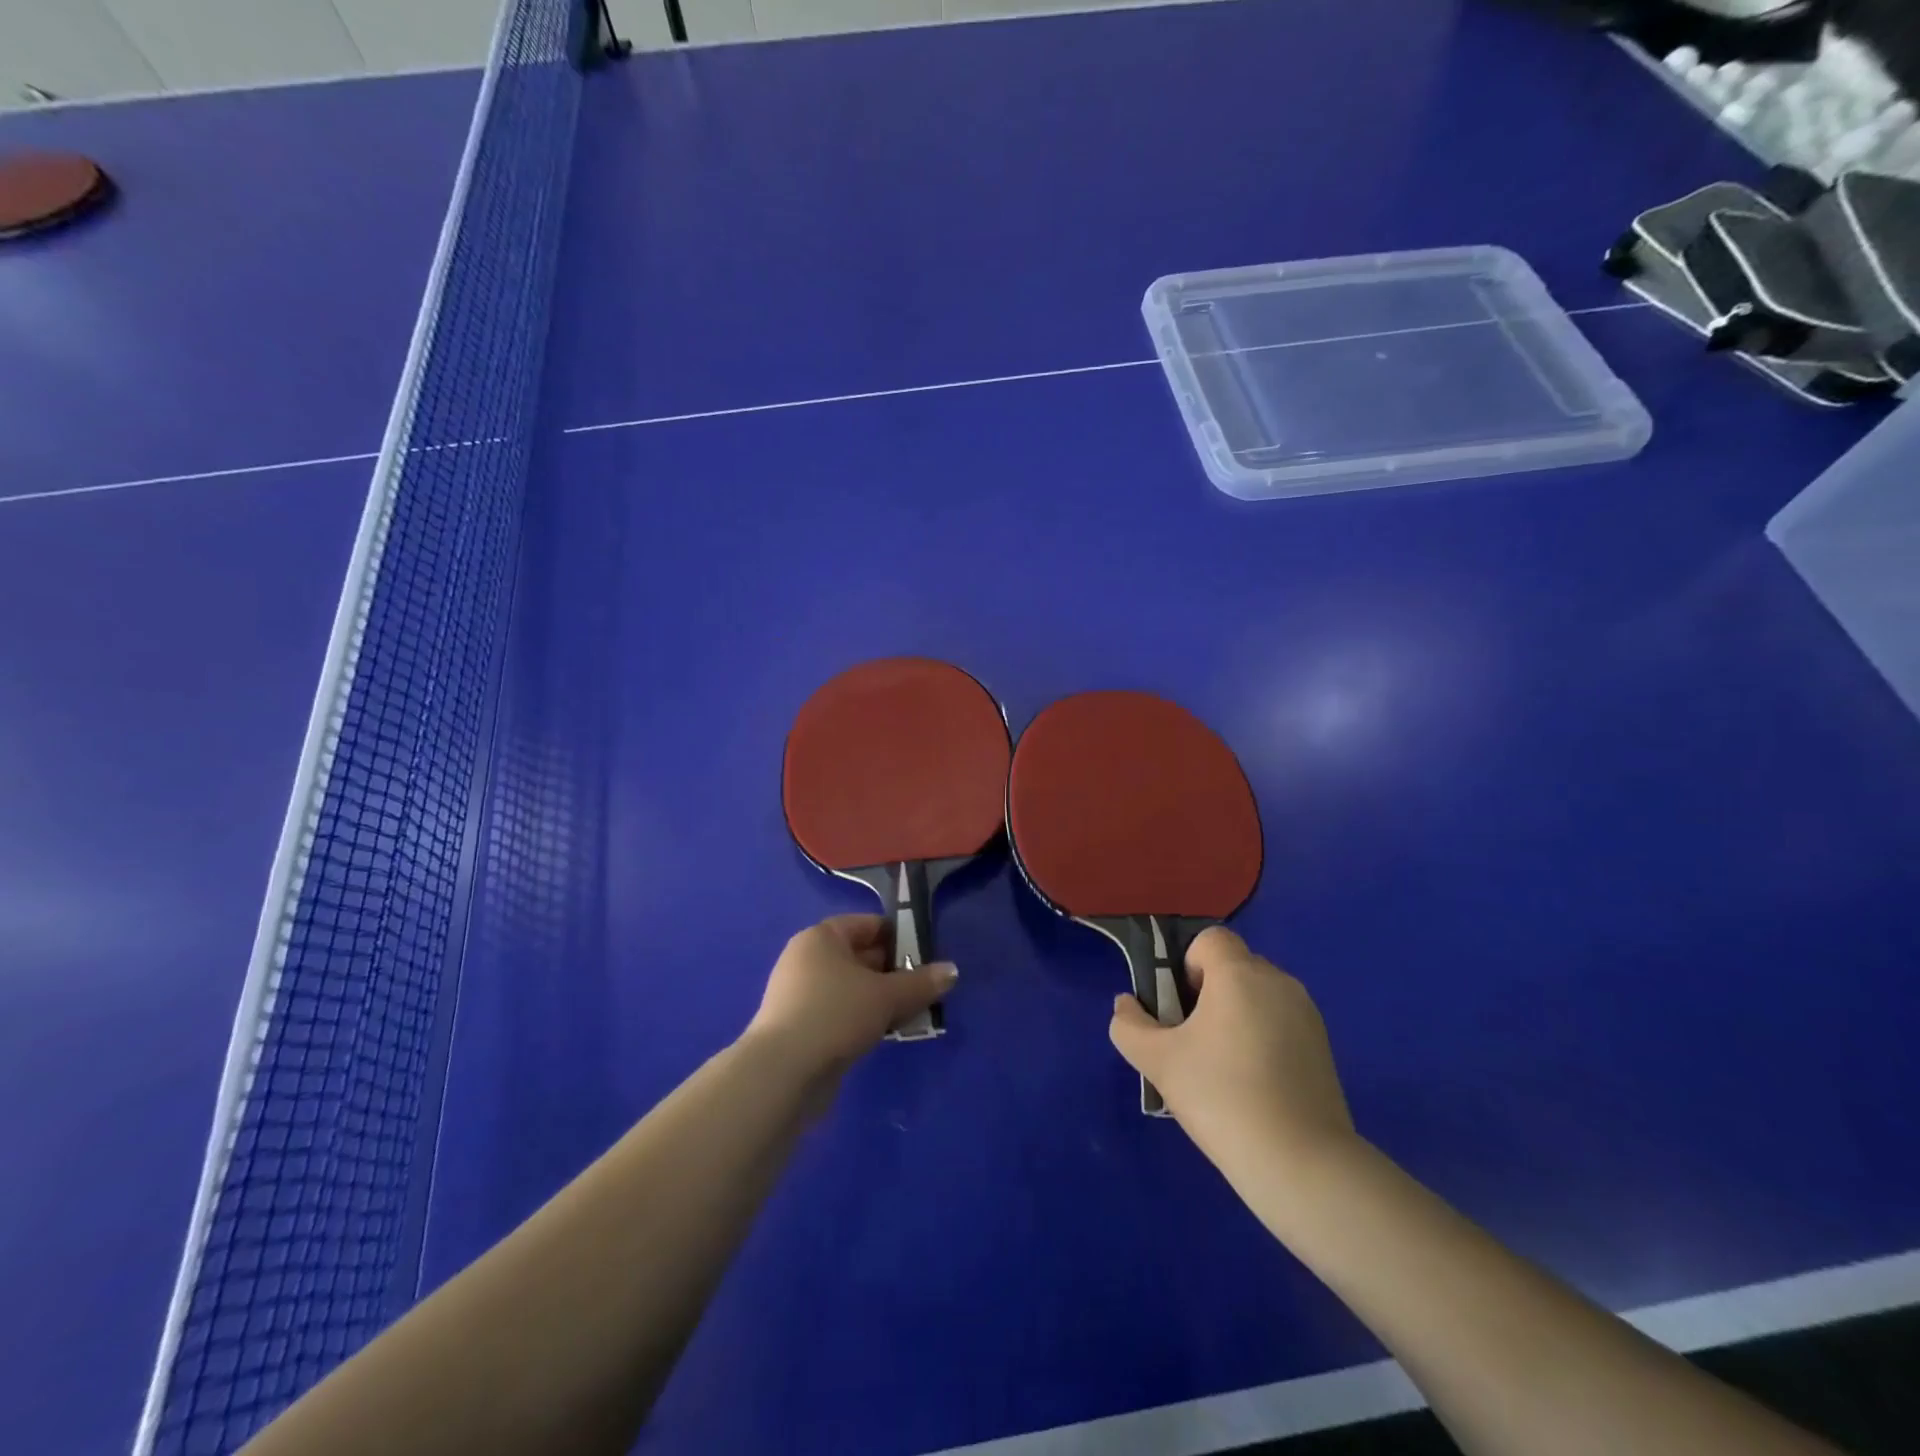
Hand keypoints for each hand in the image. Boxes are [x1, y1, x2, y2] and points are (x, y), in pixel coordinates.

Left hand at [746, 914, 956, 1079]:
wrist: (783, 1073)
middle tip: (926, 989)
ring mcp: (800, 994)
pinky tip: (886, 1034)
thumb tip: (952, 971)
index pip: (868, 925)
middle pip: (860, 956)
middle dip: (895, 972)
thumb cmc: (836, 1014)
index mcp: (822, 937)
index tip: (927, 957)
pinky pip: (840, 1013)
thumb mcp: (887, 996)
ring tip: (913, 1014)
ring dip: (882, 999)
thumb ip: (921, 983)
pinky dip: (863, 1019)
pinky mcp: (800, 1027)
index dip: (899, 937)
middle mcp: (807, 959)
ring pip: (852, 988)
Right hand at [1109, 927, 1354, 1175]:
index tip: (1180, 1010)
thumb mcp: (1158, 1061)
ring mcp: (1307, 1015)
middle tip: (1192, 1043)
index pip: (1210, 940)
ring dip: (1235, 1018)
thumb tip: (1126, 1005)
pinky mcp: (1324, 1049)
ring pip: (1258, 997)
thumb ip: (1129, 1026)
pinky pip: (1280, 1024)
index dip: (1187, 965)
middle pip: (1233, 967)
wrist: (1301, 1165)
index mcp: (1240, 974)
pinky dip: (1262, 1040)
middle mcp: (1278, 982)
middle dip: (1208, 994)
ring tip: (1222, 1070)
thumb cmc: (1222, 1097)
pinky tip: (1253, 1087)